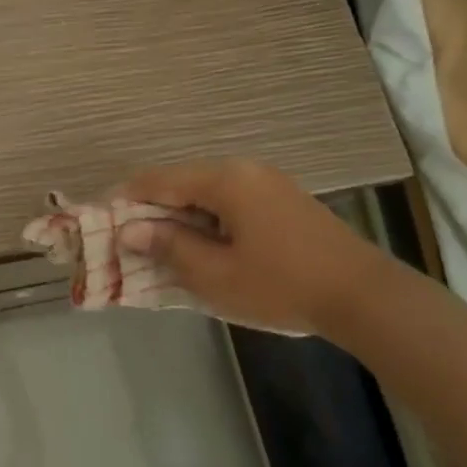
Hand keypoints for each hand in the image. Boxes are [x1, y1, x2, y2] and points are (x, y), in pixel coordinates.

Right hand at [117, 159, 378, 334]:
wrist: (364, 296)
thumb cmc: (281, 284)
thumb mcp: (215, 274)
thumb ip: (169, 247)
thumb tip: (129, 230)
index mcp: (225, 180)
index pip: (159, 180)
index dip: (126, 199)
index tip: (102, 220)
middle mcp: (244, 170)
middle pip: (182, 183)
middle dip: (152, 210)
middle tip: (130, 241)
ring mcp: (268, 183)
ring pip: (207, 193)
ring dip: (181, 217)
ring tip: (163, 248)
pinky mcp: (284, 200)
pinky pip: (230, 202)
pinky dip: (208, 220)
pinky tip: (205, 247)